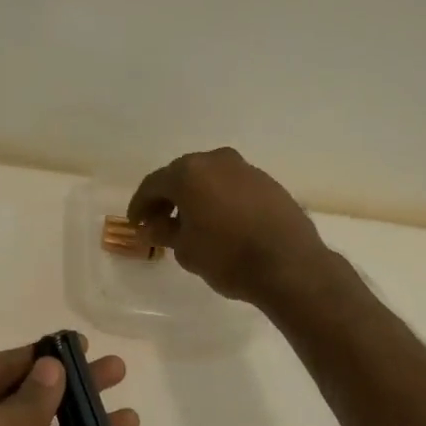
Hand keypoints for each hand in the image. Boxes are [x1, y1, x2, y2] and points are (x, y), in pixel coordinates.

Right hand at [127, 148, 331, 305]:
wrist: (290, 265)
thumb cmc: (227, 256)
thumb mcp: (186, 249)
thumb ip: (165, 232)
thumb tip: (153, 226)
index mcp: (189, 173)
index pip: (153, 185)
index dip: (141, 205)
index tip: (136, 224)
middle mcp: (216, 161)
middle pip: (182, 175)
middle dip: (168, 198)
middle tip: (159, 221)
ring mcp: (246, 169)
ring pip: (209, 178)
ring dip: (195, 197)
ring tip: (190, 224)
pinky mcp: (268, 183)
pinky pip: (232, 186)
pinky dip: (219, 200)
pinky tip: (219, 223)